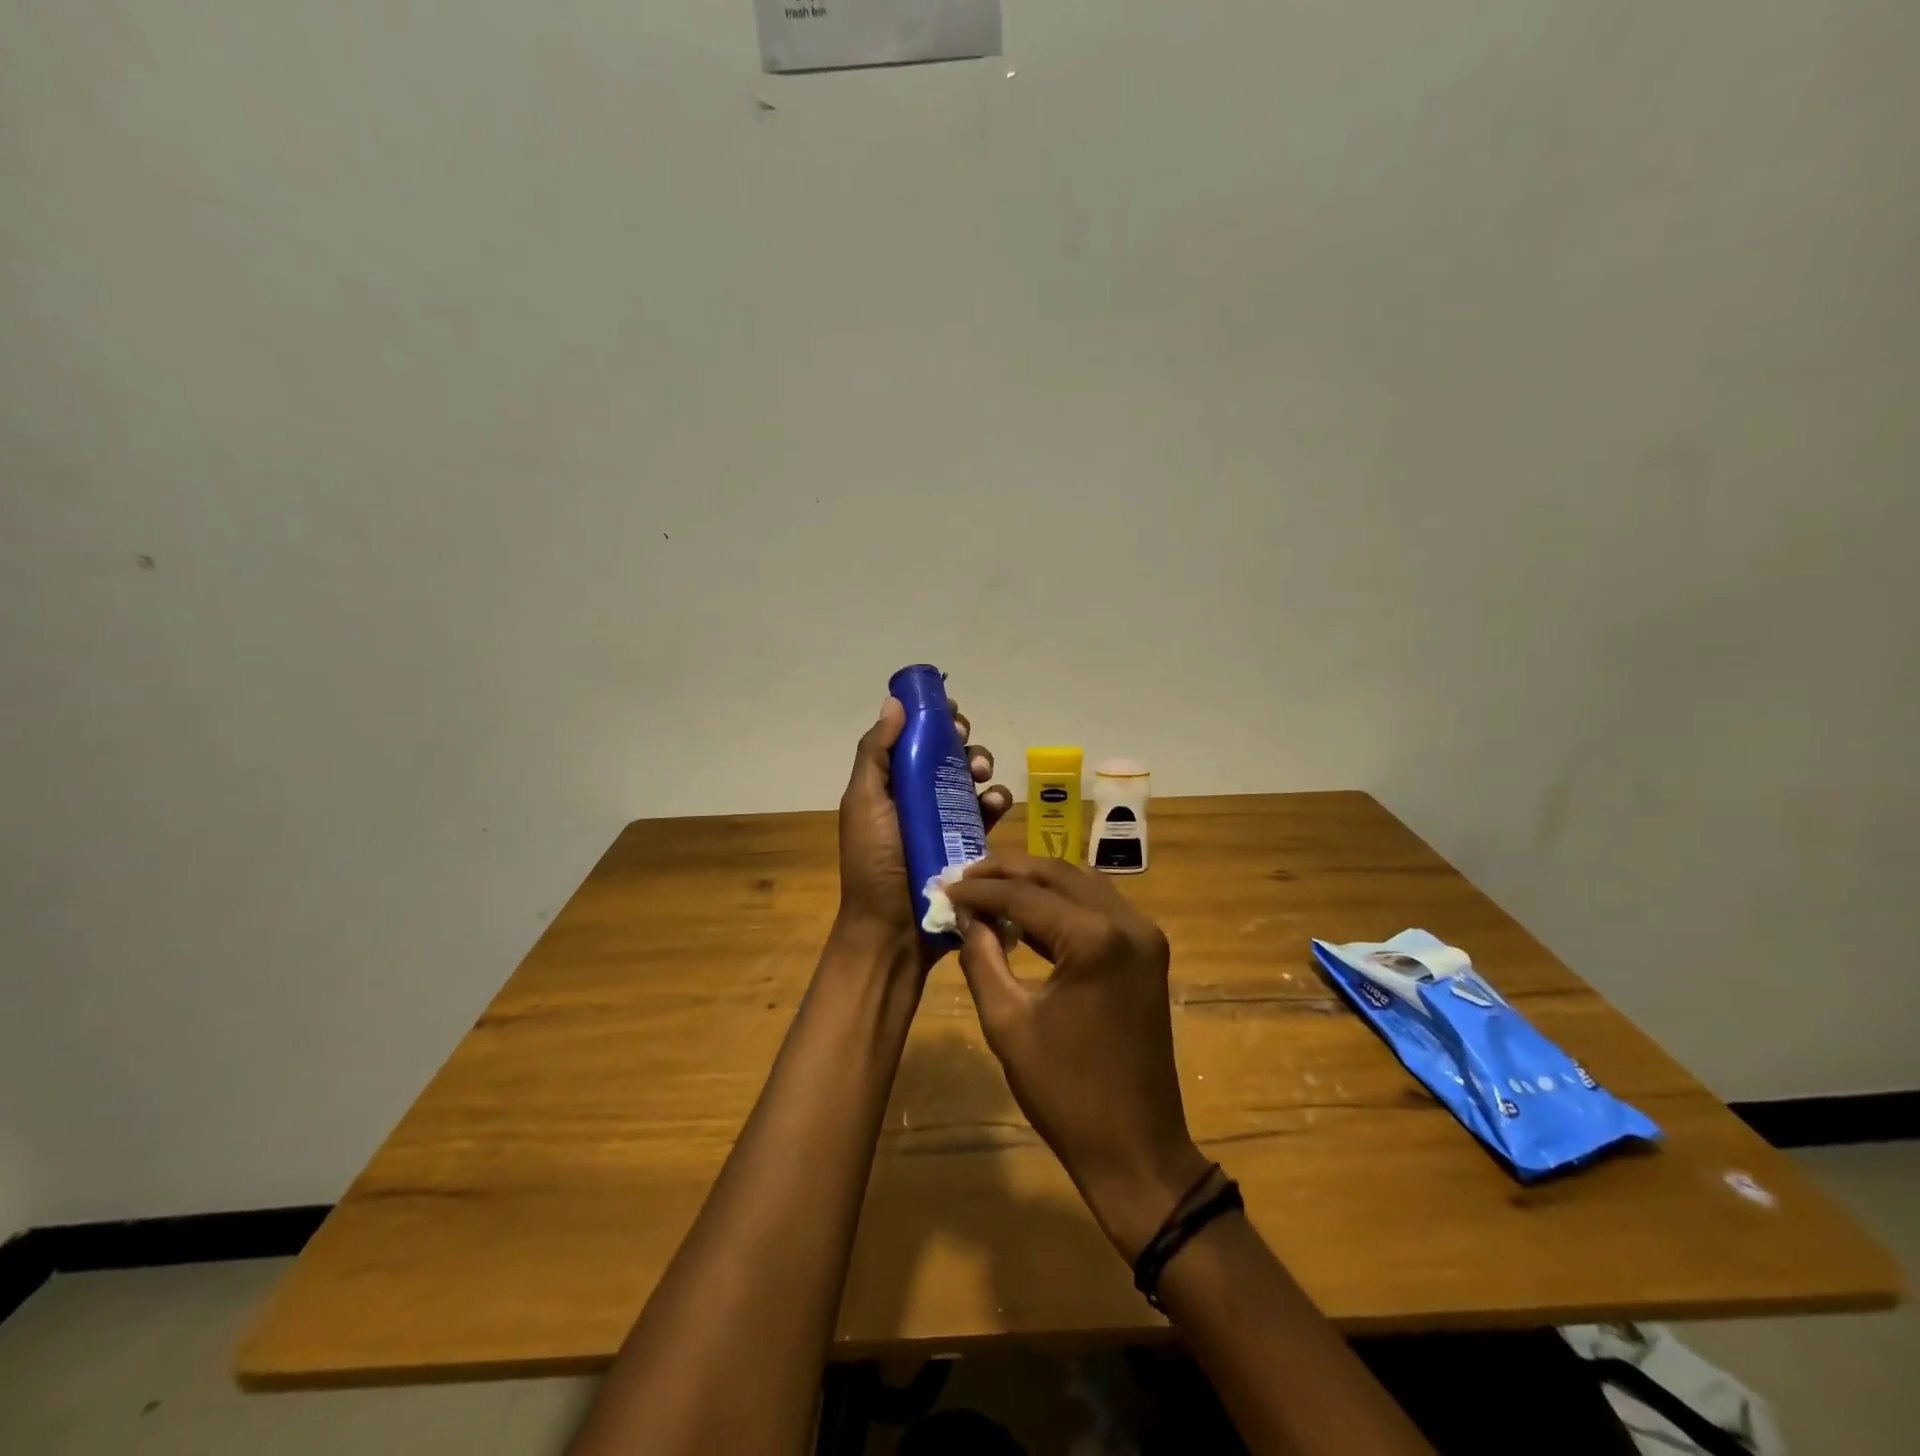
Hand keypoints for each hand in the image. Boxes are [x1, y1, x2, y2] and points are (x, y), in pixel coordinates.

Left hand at [836, 695, 1010, 968]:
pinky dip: (995, 802)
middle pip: (946, 754)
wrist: (894, 930)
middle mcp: (917, 797)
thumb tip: (894, 702)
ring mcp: (945, 821)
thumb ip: (876, 752)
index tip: (949, 708)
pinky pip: (988, 813)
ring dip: (982, 767)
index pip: (912, 739)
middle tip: (966, 743)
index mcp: (889, 784)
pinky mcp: (969, 844)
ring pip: (971, 779)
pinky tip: (996, 805)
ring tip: (983, 776)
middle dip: (961, 741)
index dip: (931, 719)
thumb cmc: (874, 862)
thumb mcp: (865, 802)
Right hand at [946, 856, 1210, 1260]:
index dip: (979, 890)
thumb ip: (981, 957)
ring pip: (1081, 884)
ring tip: (988, 889)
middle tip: (963, 877)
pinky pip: (1099, 908)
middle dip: (1007, 872)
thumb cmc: (1065, 1092)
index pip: (1025, 895)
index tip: (942, 887)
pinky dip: (1061, 904)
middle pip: (1057, 875)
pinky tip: (1025, 915)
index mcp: (1095, 939)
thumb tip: (964, 916)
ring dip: (1035, 883)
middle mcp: (1128, 923)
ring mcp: (1144, 935)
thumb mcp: (1007, 1023)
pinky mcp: (1147, 951)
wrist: (1136, 1148)